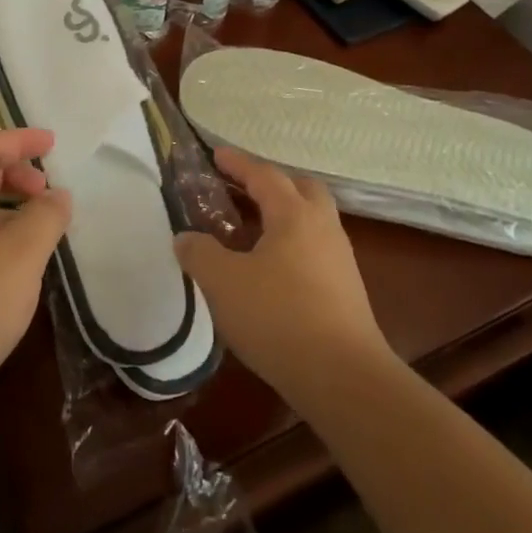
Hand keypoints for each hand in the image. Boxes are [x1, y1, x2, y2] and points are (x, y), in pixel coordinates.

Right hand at [175, 148, 391, 404]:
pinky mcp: (345, 290)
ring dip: (282, 214)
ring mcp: (339, 259)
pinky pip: (314, 248)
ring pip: (311, 219)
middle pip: (300, 188)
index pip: (263, 174)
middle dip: (270, 182)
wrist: (343, 378)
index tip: (215, 154)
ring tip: (249, 230)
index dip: (237, 163)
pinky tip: (270, 268)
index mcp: (294, 214)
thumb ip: (199, 253)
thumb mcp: (223, 282)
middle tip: (240, 189)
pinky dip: (291, 243)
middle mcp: (322, 226)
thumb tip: (185, 237)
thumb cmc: (278, 317)